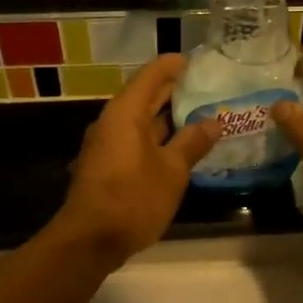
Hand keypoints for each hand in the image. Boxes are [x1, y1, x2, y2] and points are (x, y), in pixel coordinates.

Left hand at [55, 55, 220, 261]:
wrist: (90, 240)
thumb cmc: (133, 198)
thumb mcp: (172, 171)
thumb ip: (192, 143)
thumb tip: (213, 122)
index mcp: (126, 113)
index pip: (151, 75)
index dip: (174, 65)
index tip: (197, 62)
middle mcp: (112, 122)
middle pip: (144, 96)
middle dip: (173, 91)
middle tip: (206, 88)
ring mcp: (107, 145)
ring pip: (140, 121)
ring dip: (167, 118)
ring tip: (200, 116)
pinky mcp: (107, 166)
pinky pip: (135, 140)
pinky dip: (157, 138)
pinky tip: (179, 147)